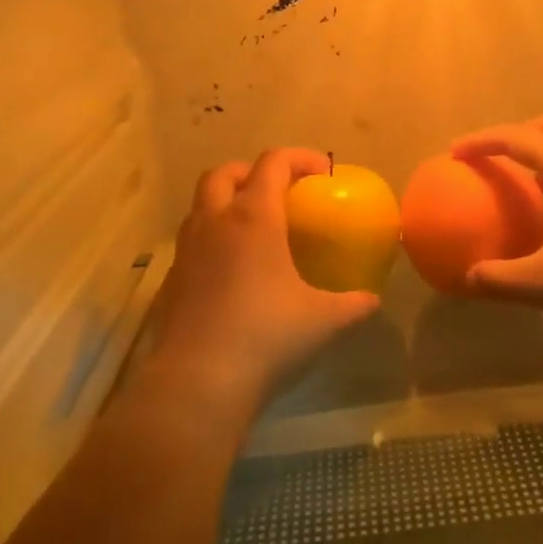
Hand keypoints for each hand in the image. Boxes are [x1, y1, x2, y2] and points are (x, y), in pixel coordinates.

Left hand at [143, 148, 381, 418]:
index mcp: (253, 218)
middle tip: (278, 193)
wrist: (197, 385)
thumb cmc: (266, 337)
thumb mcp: (324, 321)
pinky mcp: (170, 281)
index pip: (273, 163)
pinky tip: (231, 273)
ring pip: (200, 205)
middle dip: (251, 173)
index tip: (323, 174)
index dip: (300, 158)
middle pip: (224, 173)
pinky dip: (211, 241)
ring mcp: (186, 251)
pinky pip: (191, 243)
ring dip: (225, 204)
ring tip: (253, 230)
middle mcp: (215, 223)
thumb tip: (372, 300)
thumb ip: (353, 305)